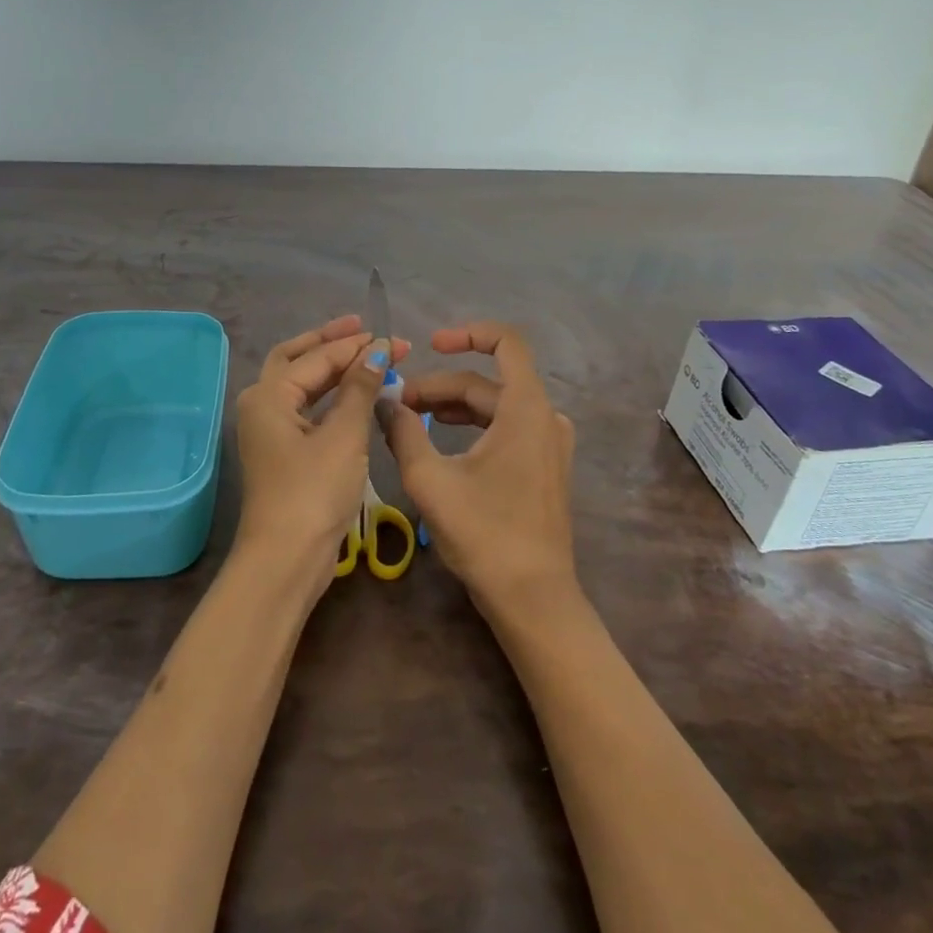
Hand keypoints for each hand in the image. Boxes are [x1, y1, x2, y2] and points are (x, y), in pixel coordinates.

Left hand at [234, 315, 408, 590]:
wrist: (286, 558)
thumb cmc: (314, 492)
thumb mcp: (343, 436)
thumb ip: (360, 389)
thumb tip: (376, 350)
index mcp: (269, 395)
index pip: (317, 357)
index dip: (356, 346)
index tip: (392, 338)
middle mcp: (262, 405)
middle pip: (297, 360)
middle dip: (331, 343)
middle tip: (364, 328)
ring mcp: (270, 430)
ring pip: (301, 385)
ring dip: (332, 369)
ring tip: (366, 355)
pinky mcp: (283, 452)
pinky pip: (307, 409)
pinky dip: (331, 397)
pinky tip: (355, 394)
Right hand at [380, 321, 576, 617]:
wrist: (532, 597)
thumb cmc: (484, 534)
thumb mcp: (430, 480)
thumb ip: (403, 432)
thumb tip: (383, 401)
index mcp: (526, 409)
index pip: (506, 343)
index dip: (467, 334)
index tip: (430, 345)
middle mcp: (545, 417)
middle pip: (488, 382)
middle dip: (440, 387)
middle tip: (396, 405)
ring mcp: (549, 444)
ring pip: (495, 407)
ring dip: (452, 407)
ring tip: (410, 421)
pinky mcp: (545, 467)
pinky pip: (506, 428)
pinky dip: (472, 427)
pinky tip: (440, 442)